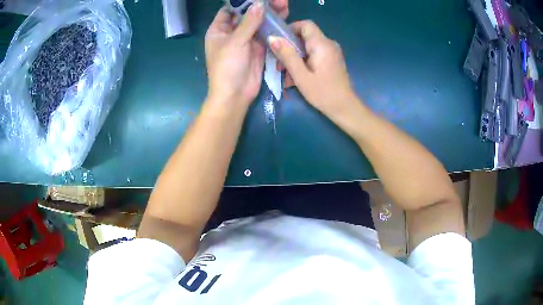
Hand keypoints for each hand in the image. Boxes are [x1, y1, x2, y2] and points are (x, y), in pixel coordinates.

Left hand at [204, 1, 289, 107]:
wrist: (235, 95)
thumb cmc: (227, 67)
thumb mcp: (235, 42)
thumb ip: (249, 22)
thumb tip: (259, 4)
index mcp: (219, 30)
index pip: (230, 10)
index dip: (243, 2)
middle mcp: (232, 33)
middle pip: (247, 14)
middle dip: (261, 6)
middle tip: (278, 0)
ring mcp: (246, 40)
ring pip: (258, 23)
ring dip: (270, 14)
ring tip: (285, 5)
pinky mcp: (258, 48)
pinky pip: (266, 33)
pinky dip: (274, 26)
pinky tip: (284, 17)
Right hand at [269, 21, 356, 121]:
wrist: (345, 108)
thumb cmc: (323, 93)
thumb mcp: (301, 76)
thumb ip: (287, 55)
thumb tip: (272, 38)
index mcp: (322, 44)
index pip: (306, 24)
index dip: (290, 29)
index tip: (279, 42)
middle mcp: (329, 44)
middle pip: (305, 36)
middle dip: (290, 47)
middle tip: (279, 63)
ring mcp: (332, 52)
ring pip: (308, 46)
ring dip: (295, 57)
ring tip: (286, 74)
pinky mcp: (331, 60)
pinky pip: (314, 54)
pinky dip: (303, 61)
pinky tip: (297, 76)